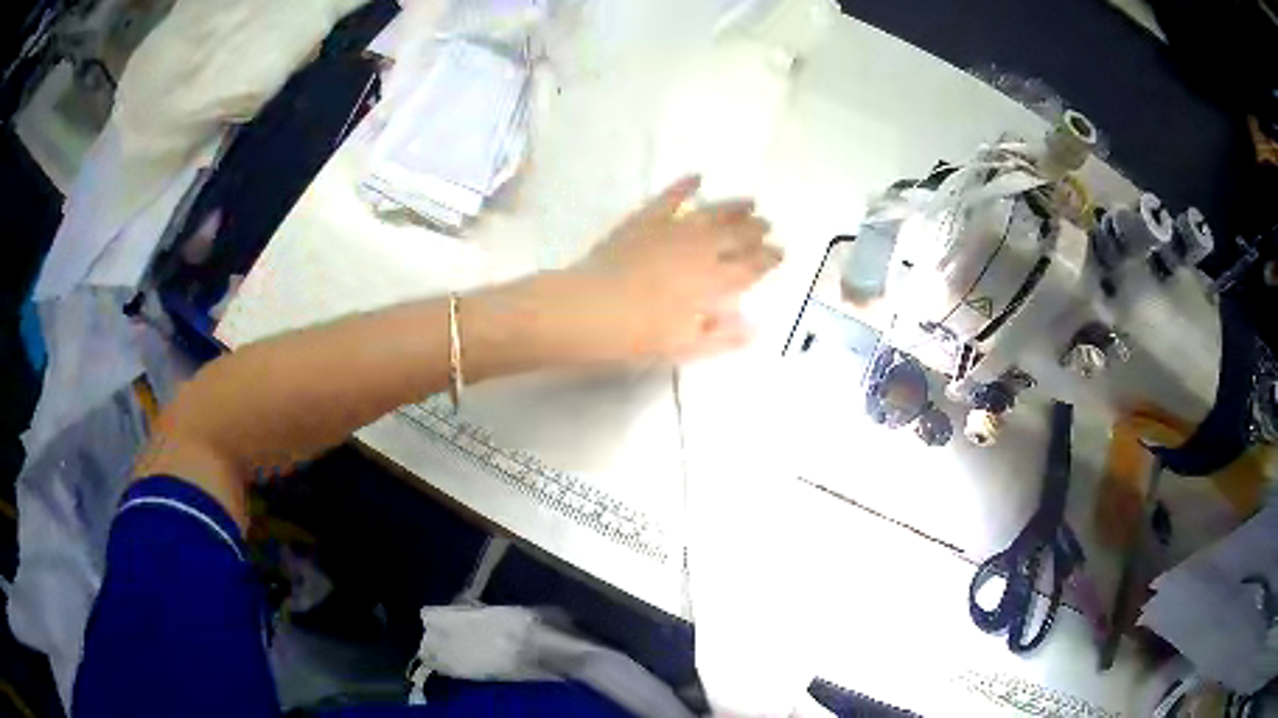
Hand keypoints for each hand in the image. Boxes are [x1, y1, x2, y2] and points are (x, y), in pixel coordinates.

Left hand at [551, 175, 782, 361]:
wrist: (590, 309)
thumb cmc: (638, 336)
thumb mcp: (685, 347)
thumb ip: (721, 336)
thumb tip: (753, 327)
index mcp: (713, 283)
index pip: (750, 267)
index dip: (767, 260)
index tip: (779, 253)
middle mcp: (700, 250)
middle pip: (735, 236)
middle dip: (755, 231)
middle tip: (767, 226)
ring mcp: (672, 231)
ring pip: (711, 213)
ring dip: (733, 207)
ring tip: (750, 202)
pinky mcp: (644, 221)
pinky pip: (669, 199)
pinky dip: (683, 186)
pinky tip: (697, 176)